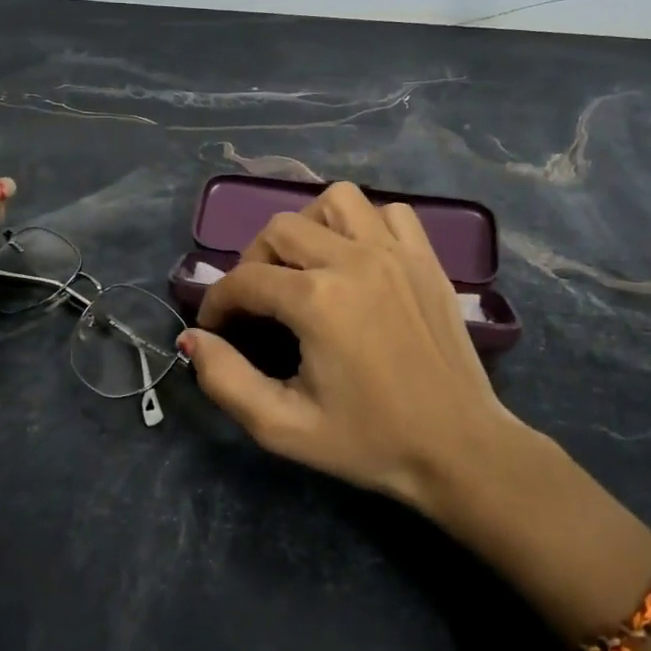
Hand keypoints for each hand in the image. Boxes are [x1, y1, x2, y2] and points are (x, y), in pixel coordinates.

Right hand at [185, 182, 522, 512]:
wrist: (458, 450)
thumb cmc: (369, 442)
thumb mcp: (283, 427)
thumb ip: (226, 380)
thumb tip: (191, 340)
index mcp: (317, 301)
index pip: (244, 279)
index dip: (218, 301)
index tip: (217, 327)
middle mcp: (354, 260)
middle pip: (280, 228)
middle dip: (254, 261)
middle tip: (257, 301)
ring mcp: (396, 253)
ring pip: (335, 201)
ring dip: (309, 226)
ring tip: (306, 265)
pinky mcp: (426, 259)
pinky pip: (389, 213)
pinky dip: (365, 224)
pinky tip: (359, 260)